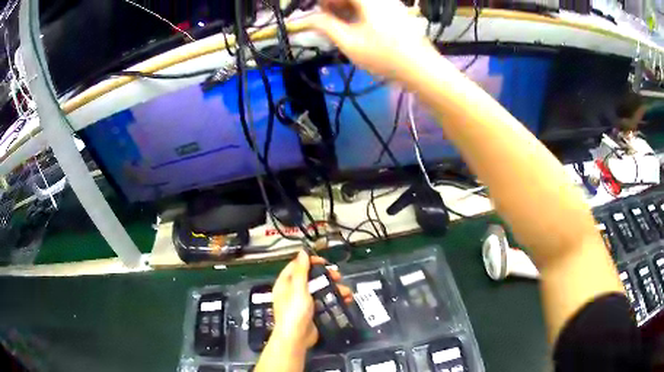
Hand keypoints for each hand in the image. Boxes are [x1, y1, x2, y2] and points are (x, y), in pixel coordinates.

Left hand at [270, 250, 351, 348]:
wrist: (297, 337)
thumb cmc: (294, 311)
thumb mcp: (298, 288)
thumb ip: (301, 270)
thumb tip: (302, 252)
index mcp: (286, 283)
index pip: (297, 266)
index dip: (310, 261)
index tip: (324, 262)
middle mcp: (294, 291)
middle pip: (311, 277)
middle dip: (326, 276)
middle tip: (337, 276)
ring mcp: (304, 302)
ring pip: (321, 290)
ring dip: (334, 288)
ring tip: (345, 291)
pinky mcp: (313, 311)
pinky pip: (325, 301)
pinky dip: (335, 299)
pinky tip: (345, 300)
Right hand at [311, 0, 434, 80]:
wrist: (421, 69)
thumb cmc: (384, 56)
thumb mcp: (349, 43)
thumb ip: (325, 26)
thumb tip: (307, 19)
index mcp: (368, 0)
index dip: (323, 2)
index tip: (313, 11)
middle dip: (334, 3)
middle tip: (324, 18)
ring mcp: (392, 4)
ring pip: (361, 1)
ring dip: (345, 7)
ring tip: (338, 24)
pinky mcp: (398, 13)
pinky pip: (373, 6)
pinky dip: (359, 11)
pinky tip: (356, 26)